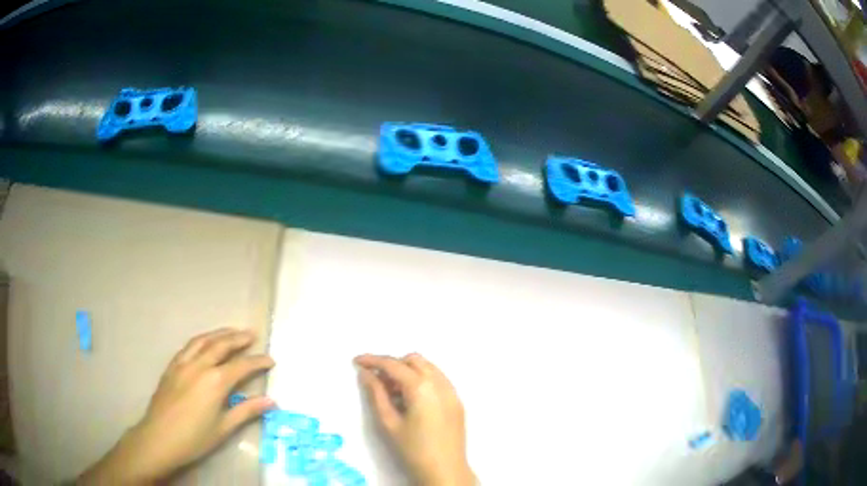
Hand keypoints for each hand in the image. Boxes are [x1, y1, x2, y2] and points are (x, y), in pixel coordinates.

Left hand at [79, 328, 274, 484]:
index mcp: (215, 381)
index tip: (271, 360)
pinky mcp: (171, 366)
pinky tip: (204, 343)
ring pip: (203, 340)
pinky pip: (188, 346)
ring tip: (231, 331)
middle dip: (238, 338)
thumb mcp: (224, 428)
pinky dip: (201, 340)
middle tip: (252, 334)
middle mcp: (199, 365)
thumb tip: (271, 401)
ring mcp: (183, 363)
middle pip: (221, 345)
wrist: (160, 437)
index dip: (258, 361)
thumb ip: (247, 411)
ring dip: (219, 333)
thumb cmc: (195, 437)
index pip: (242, 366)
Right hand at [355, 353, 474, 485]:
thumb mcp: (389, 422)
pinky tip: (411, 399)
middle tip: (376, 380)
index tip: (357, 361)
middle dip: (393, 364)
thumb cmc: (413, 449)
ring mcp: (452, 391)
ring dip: (408, 371)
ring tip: (393, 391)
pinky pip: (438, 379)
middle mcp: (440, 383)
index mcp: (422, 387)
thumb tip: (366, 374)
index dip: (373, 360)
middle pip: (413, 361)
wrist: (445, 470)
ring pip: (428, 368)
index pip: (394, 365)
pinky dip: (422, 380)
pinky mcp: (457, 401)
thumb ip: (376, 394)